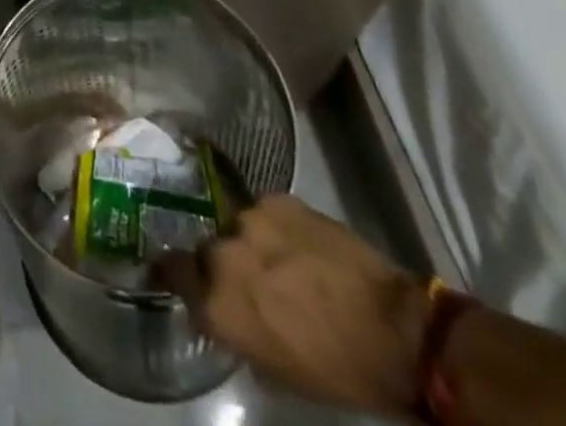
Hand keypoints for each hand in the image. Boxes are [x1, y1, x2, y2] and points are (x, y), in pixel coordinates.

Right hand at [159, 196, 428, 419]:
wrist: (393, 330)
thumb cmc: (335, 367)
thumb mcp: (273, 366)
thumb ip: (234, 326)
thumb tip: (220, 307)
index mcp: (218, 303)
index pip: (172, 273)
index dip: (174, 273)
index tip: (176, 274)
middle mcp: (224, 254)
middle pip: (206, 249)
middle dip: (220, 262)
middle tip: (246, 278)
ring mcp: (250, 220)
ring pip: (236, 226)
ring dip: (249, 242)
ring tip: (277, 258)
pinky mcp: (278, 199)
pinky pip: (264, 211)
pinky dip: (275, 226)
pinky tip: (298, 243)